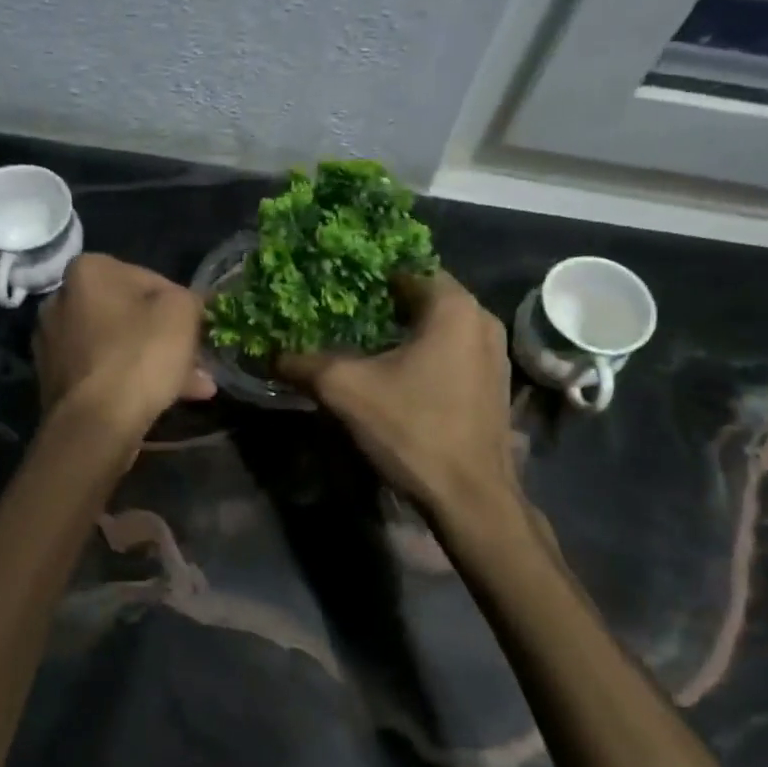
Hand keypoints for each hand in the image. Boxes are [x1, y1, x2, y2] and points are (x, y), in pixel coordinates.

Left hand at [35, 254, 215, 432]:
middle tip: (198, 362)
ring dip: (154, 362)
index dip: (182, 306)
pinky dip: (130, 380)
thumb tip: (189, 306)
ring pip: (119, 346)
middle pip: (131, 315)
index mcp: (88, 270)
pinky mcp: (53, 379)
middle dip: (167, 339)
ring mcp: (52, 342)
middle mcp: (60, 299)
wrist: (95, 424)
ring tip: (194, 388)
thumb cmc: (140, 356)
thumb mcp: (182, 312)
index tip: (199, 331)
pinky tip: (162, 400)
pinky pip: (103, 371)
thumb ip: (190, 299)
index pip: (151, 280)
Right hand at [279, 271, 515, 512]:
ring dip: (405, 332)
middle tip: (342, 316)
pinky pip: (454, 352)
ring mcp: (495, 354)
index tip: (335, 288)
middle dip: (383, 305)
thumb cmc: (413, 429)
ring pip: (440, 327)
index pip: (404, 269)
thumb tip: (271, 355)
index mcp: (453, 307)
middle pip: (424, 297)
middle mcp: (482, 320)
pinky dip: (426, 354)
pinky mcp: (495, 384)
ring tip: (364, 346)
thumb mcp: (346, 391)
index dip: (366, 277)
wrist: (471, 497)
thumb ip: (305, 364)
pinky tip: (398, 376)